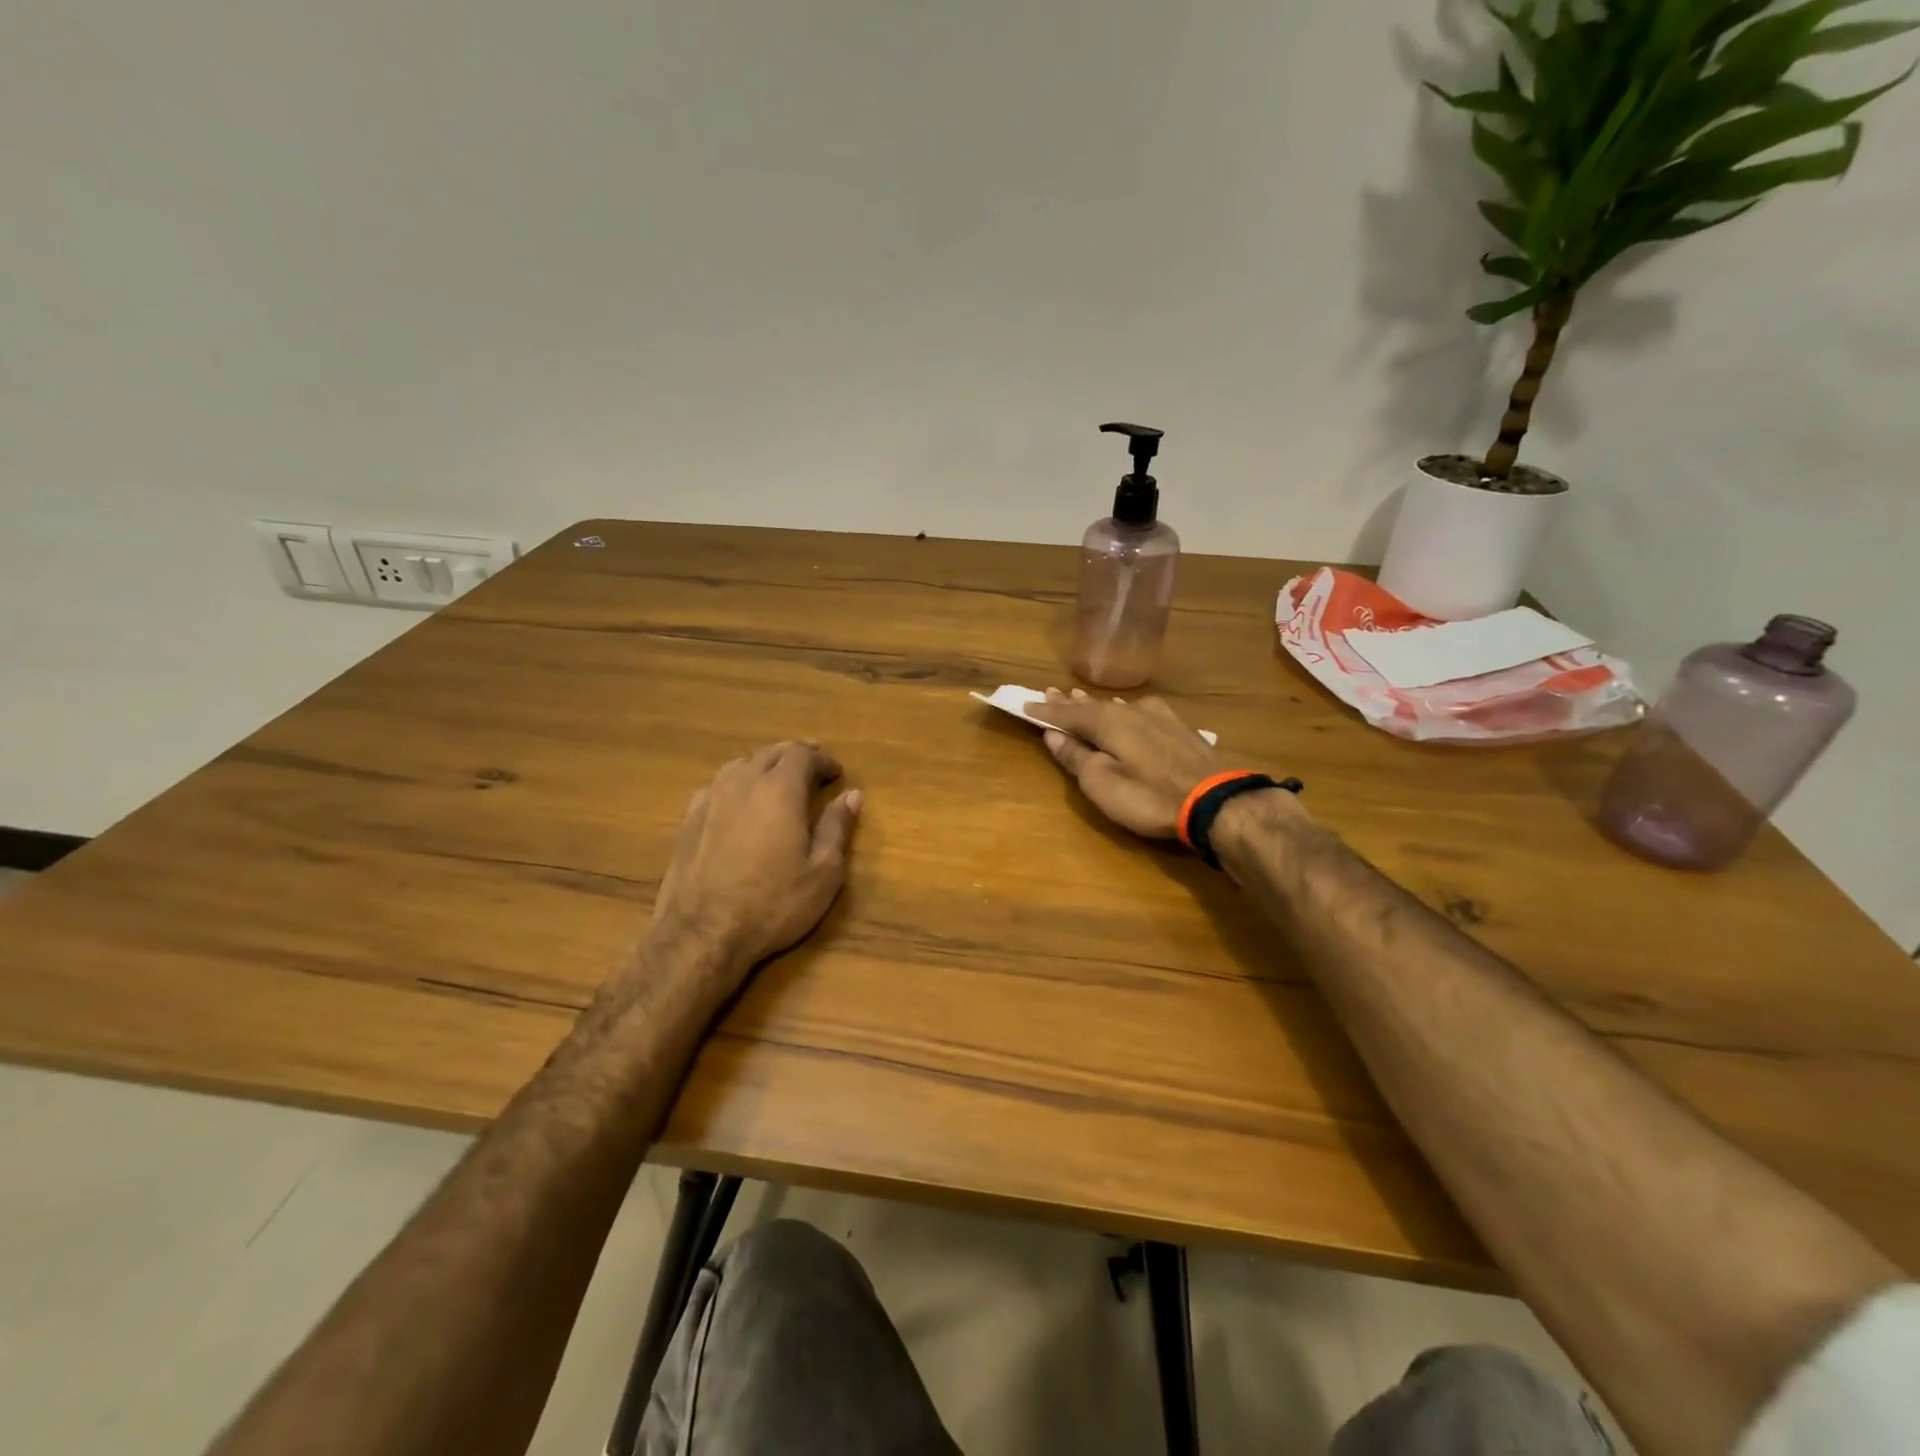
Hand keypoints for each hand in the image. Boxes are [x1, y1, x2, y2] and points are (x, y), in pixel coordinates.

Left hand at [649, 742, 860, 994]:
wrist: (702, 933)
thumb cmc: (773, 903)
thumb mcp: (823, 872)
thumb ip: (838, 827)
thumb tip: (852, 796)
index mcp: (780, 790)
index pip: (803, 754)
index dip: (823, 759)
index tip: (837, 773)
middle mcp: (743, 782)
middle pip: (770, 753)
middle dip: (795, 756)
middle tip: (813, 769)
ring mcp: (711, 799)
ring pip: (741, 764)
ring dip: (764, 765)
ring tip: (778, 780)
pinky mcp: (689, 819)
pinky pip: (717, 785)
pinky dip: (737, 783)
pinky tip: (739, 801)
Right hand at [1024, 688, 1223, 838]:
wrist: (1217, 801)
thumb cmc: (1150, 796)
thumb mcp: (1103, 783)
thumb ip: (1077, 758)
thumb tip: (1053, 735)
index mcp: (1107, 722)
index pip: (1066, 713)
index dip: (1044, 711)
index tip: (1024, 703)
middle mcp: (1131, 710)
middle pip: (1092, 705)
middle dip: (1069, 702)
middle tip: (1049, 693)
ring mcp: (1159, 717)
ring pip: (1117, 706)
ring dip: (1095, 705)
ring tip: (1079, 699)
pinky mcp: (1179, 729)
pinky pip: (1138, 712)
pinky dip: (1121, 712)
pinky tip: (1124, 712)